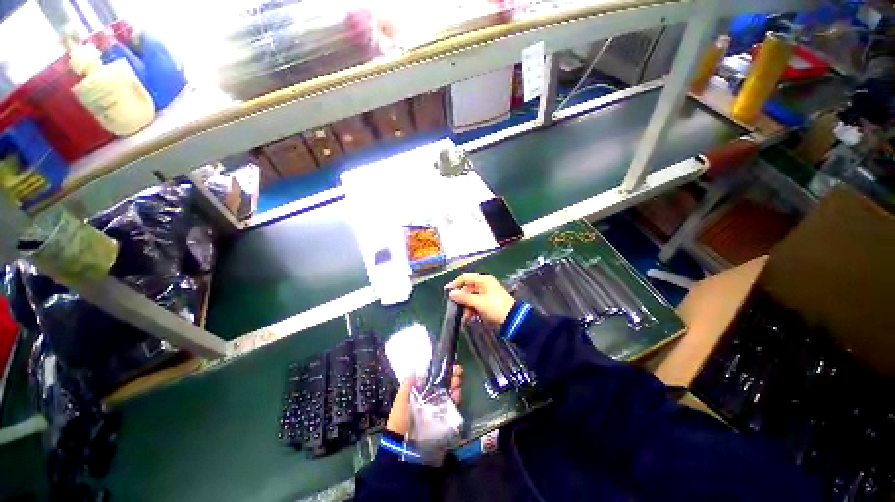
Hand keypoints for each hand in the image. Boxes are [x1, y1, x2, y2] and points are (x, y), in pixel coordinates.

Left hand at [386, 365, 462, 435]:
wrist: (405, 447)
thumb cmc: (401, 420)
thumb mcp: (401, 400)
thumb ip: (407, 385)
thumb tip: (413, 367)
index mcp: (420, 392)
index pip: (432, 377)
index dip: (440, 369)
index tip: (447, 362)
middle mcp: (431, 398)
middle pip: (443, 383)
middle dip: (451, 375)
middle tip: (457, 370)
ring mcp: (439, 408)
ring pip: (450, 392)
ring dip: (455, 384)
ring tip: (457, 380)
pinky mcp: (445, 419)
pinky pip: (453, 405)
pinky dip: (457, 398)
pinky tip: (458, 393)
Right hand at [445, 273, 515, 324]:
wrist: (513, 319)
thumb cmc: (495, 307)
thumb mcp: (478, 303)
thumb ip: (464, 298)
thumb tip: (452, 293)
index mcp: (483, 280)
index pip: (465, 277)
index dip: (455, 283)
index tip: (447, 291)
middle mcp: (484, 284)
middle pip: (468, 289)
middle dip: (462, 300)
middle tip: (457, 309)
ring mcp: (487, 293)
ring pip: (471, 298)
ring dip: (467, 307)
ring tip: (466, 318)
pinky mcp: (489, 301)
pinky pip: (477, 303)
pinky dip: (473, 310)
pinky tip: (471, 318)